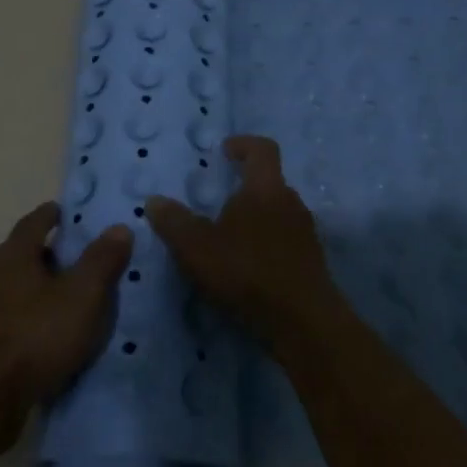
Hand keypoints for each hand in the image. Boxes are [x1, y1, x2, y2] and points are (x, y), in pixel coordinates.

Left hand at [0, 202, 131, 438]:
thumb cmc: (37, 335)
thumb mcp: (83, 295)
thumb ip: (102, 260)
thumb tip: (119, 227)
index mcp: (13, 255)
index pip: (34, 222)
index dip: (52, 215)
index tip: (66, 212)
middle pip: (20, 254)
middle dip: (45, 252)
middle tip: (75, 255)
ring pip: (13, 287)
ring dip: (36, 287)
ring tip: (64, 296)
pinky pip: (9, 318)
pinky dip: (28, 317)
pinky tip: (45, 332)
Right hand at [146, 135, 340, 349]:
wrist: (303, 322)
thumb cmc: (248, 273)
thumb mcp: (197, 249)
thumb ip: (174, 222)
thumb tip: (154, 200)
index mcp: (266, 189)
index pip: (262, 149)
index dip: (244, 144)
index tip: (225, 150)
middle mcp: (291, 202)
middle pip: (270, 182)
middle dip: (245, 186)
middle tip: (218, 201)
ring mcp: (305, 232)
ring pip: (278, 211)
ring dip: (256, 216)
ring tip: (229, 237)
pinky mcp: (311, 260)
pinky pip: (285, 238)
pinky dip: (266, 242)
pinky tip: (248, 266)